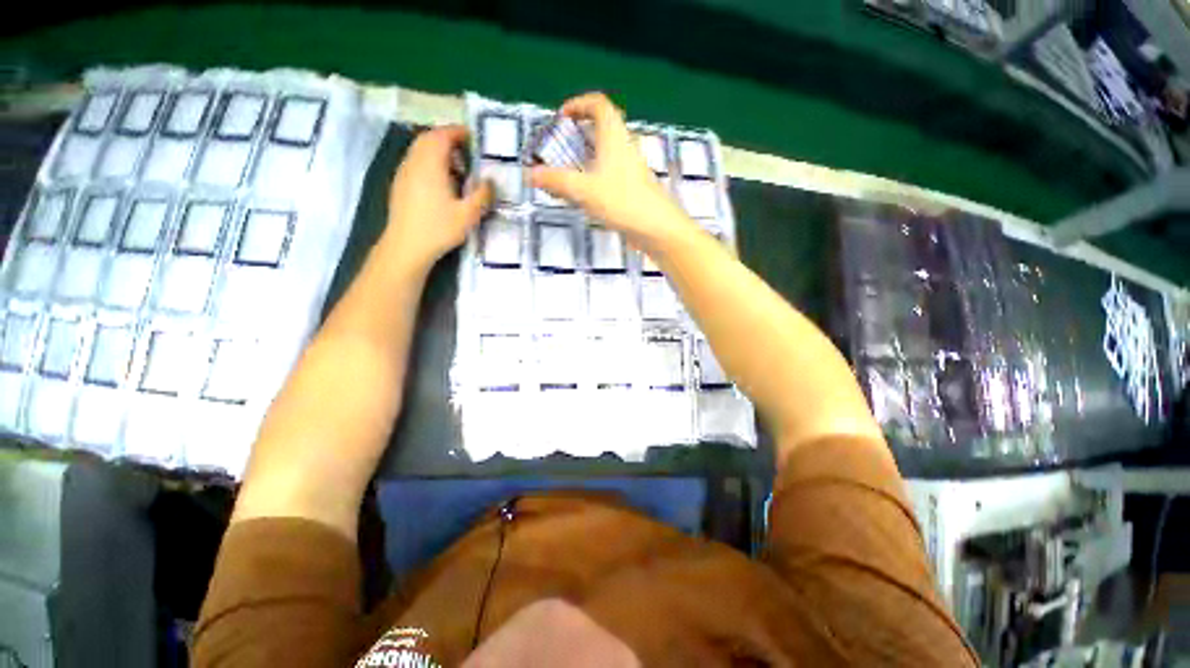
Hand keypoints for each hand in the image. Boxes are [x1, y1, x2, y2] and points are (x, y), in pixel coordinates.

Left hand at [383, 125, 492, 271]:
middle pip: (428, 139)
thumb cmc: (439, 228)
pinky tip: (442, 182)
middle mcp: (414, 162)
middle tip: (467, 151)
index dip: (458, 132)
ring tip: (458, 167)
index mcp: (430, 165)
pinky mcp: (401, 184)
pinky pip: (416, 162)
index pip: (442, 136)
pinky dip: (430, 162)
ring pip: (420, 150)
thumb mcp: (468, 214)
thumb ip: (482, 195)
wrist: (406, 246)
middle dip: (448, 139)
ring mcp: (404, 173)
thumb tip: (490, 181)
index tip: (474, 138)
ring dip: (438, 151)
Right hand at [529, 93, 695, 251]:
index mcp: (614, 136)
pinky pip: (610, 173)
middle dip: (579, 133)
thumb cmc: (622, 201)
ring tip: (567, 173)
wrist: (657, 228)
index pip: (598, 104)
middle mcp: (624, 147)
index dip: (579, 104)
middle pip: (602, 128)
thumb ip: (556, 181)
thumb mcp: (584, 190)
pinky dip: (595, 176)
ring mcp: (631, 168)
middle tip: (560, 148)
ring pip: (606, 153)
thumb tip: (530, 175)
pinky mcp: (634, 187)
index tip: (561, 118)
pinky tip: (585, 195)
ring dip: (586, 157)